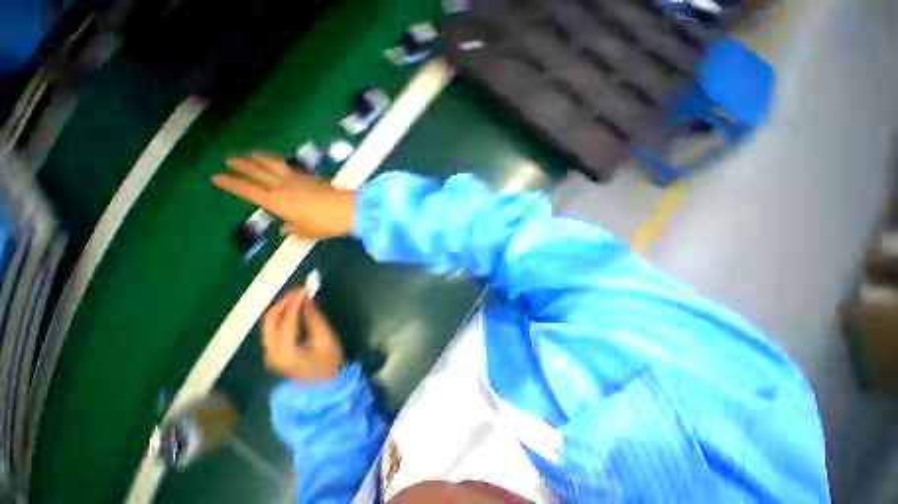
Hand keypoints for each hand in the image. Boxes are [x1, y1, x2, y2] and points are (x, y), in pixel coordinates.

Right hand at [212, 154, 356, 238]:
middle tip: (228, 160)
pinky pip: (289, 167)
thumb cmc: (323, 224)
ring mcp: (296, 179)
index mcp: (275, 201)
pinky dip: (278, 163)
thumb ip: (292, 229)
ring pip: (272, 164)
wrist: (347, 210)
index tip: (216, 177)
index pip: (247, 190)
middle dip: (240, 165)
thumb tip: (284, 229)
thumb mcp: (305, 232)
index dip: (230, 183)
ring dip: (258, 157)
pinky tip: (278, 164)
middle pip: (256, 172)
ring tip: (249, 154)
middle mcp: (282, 186)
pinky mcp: (310, 176)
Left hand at [262, 287, 344, 382]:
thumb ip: (314, 318)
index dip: (296, 301)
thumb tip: (307, 298)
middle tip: (302, 290)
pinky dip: (282, 315)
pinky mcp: (272, 351)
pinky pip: (272, 327)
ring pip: (269, 322)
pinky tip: (295, 308)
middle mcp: (270, 351)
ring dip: (283, 306)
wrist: (323, 388)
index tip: (307, 288)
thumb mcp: (326, 339)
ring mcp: (268, 352)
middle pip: (270, 319)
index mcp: (285, 351)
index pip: (287, 319)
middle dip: (285, 301)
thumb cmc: (329, 363)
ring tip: (299, 296)